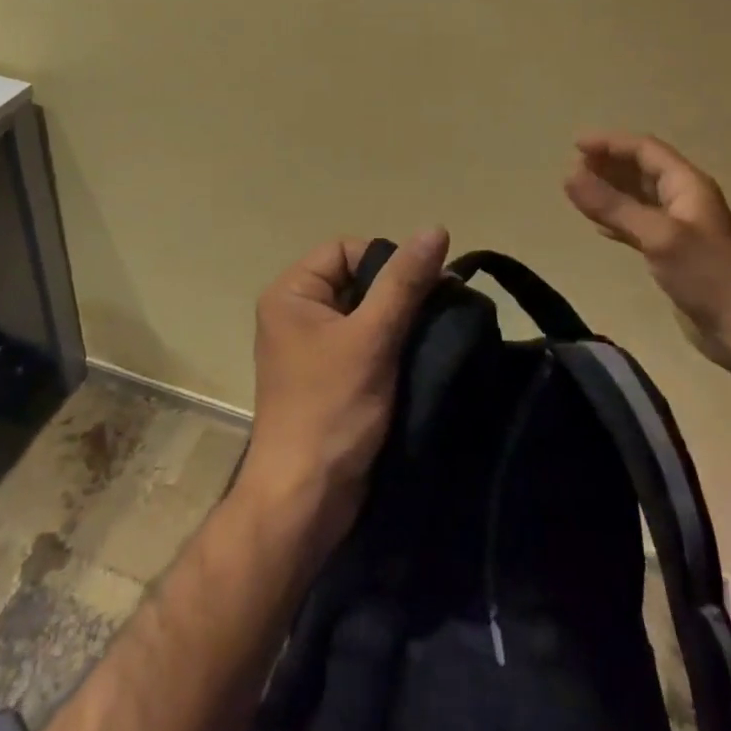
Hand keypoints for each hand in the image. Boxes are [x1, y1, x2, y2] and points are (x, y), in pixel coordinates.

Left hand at [236, 229, 449, 548]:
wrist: (305, 501)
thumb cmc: (332, 409)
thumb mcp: (372, 338)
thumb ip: (404, 282)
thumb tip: (434, 228)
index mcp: (291, 293)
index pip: (346, 249)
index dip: (386, 260)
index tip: (425, 285)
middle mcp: (296, 313)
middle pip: (356, 280)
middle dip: (398, 292)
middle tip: (439, 309)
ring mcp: (311, 348)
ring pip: (365, 314)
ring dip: (399, 322)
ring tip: (435, 334)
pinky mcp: (328, 378)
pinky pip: (364, 344)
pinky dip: (391, 347)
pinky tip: (420, 357)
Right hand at [564, 131, 730, 380]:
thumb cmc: (706, 273)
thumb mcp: (657, 235)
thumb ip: (612, 205)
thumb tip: (568, 176)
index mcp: (687, 184)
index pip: (645, 150)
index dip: (611, 143)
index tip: (575, 145)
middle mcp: (684, 198)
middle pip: (642, 170)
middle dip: (608, 164)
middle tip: (573, 168)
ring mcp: (679, 226)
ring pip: (639, 197)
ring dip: (610, 191)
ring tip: (579, 191)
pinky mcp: (673, 252)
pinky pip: (639, 224)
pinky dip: (617, 219)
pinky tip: (598, 227)